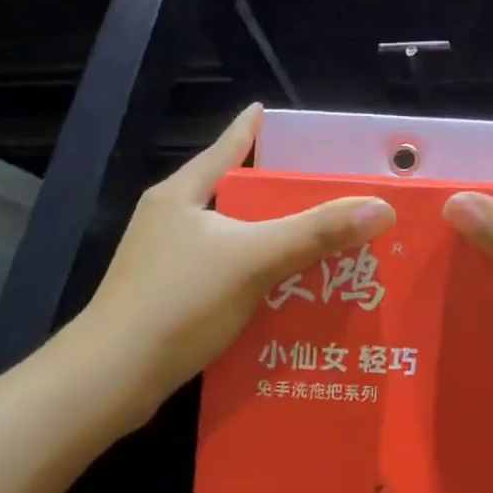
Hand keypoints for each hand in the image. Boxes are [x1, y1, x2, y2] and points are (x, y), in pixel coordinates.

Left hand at [80, 104, 396, 410]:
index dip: (254, 129)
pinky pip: (224, 277)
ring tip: (319, 245)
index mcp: (182, 194)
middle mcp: (171, 220)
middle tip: (328, 195)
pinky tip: (286, 296)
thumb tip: (381, 207)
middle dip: (278, 196)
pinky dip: (255, 280)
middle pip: (234, 195)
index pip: (227, 147)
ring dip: (270, 243)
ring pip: (231, 240)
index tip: (278, 114)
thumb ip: (316, 232)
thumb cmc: (179, 302)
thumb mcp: (254, 259)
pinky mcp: (168, 299)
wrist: (111, 378)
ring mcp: (165, 262)